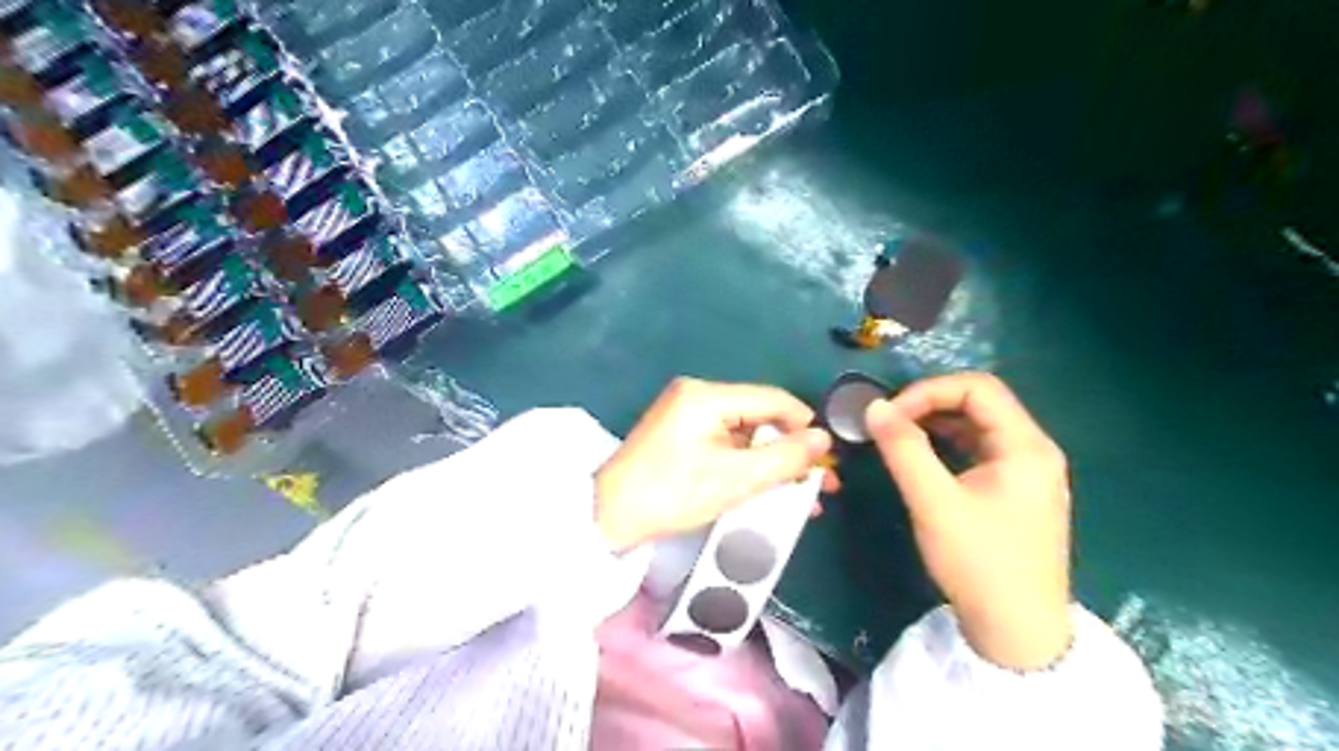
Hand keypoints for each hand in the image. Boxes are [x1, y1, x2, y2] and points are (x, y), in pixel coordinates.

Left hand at [593, 380, 832, 551]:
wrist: (607, 516)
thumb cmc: (671, 494)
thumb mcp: (735, 479)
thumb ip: (784, 458)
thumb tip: (823, 440)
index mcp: (707, 396)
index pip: (773, 400)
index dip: (805, 427)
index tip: (827, 460)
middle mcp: (697, 395)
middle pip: (759, 416)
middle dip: (791, 451)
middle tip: (819, 484)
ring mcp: (686, 414)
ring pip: (745, 433)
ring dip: (771, 462)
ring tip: (799, 494)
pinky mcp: (680, 435)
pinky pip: (726, 443)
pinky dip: (747, 464)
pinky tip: (766, 487)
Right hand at [870, 372, 1074, 670]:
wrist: (1018, 634)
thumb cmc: (979, 563)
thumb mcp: (934, 502)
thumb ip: (904, 449)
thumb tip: (874, 407)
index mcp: (1026, 446)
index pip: (978, 388)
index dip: (929, 391)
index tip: (890, 414)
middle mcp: (1034, 450)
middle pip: (981, 403)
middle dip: (931, 403)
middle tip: (890, 423)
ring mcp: (1028, 472)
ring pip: (979, 427)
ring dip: (937, 423)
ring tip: (898, 436)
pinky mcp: (1016, 492)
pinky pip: (979, 451)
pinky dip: (948, 445)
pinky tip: (922, 458)